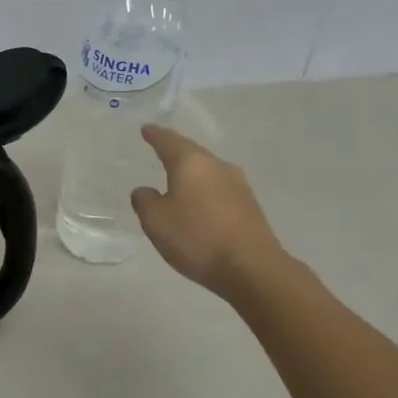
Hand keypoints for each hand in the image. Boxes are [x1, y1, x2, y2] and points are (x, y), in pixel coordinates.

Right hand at [131, 125, 294, 300]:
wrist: (252, 268)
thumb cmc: (197, 238)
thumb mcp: (156, 221)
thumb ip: (145, 201)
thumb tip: (145, 190)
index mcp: (191, 163)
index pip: (169, 141)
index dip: (155, 135)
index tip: (147, 129)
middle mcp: (217, 166)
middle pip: (192, 152)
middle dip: (176, 150)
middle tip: (161, 148)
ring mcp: (238, 185)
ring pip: (209, 170)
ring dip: (193, 172)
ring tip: (179, 176)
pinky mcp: (250, 206)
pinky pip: (219, 189)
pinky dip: (205, 190)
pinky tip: (200, 201)